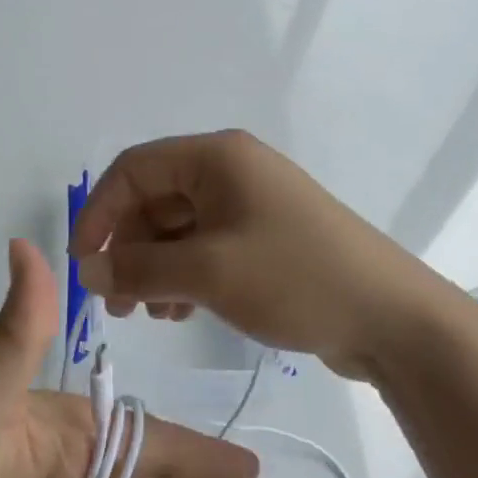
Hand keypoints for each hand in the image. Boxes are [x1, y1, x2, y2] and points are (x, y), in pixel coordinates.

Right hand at [69, 130, 458, 380]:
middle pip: (154, 199)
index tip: (84, 262)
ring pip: (178, 227)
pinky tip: (179, 311)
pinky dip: (184, 274)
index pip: (134, 169)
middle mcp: (230, 170)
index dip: (99, 211)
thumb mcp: (207, 273)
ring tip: (148, 314)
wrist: (394, 320)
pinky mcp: (264, 236)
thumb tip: (87, 270)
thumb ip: (137, 269)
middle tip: (115, 303)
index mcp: (216, 158)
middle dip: (128, 249)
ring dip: (154, 267)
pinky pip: (205, 246)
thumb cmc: (295, 279)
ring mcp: (250, 203)